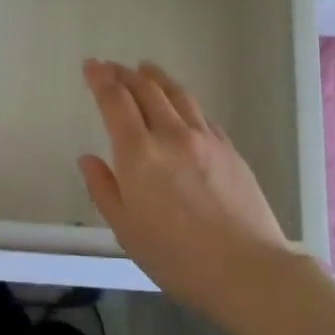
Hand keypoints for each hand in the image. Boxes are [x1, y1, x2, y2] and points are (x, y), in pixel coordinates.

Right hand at [78, 59, 302, 321]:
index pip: (115, 101)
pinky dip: (183, 100)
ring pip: (176, 94)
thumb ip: (104, 189)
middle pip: (146, 89)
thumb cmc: (176, 258)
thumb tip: (88, 159)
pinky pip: (200, 113)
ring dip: (156, 77)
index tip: (91, 65)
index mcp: (139, 153)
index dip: (100, 79)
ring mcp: (204, 138)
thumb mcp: (126, 231)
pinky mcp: (229, 148)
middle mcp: (171, 135)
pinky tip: (181, 104)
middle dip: (124, 73)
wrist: (246, 269)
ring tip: (145, 68)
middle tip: (112, 67)